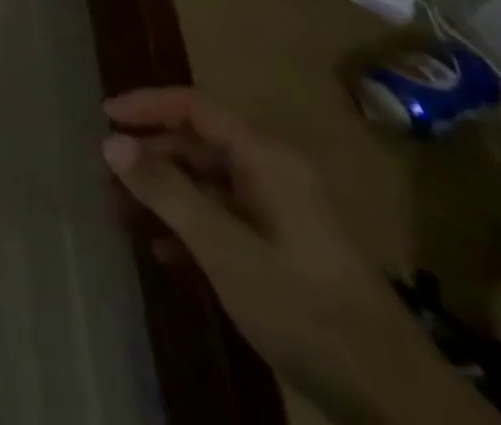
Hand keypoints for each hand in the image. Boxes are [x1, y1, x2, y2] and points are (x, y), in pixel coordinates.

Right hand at [103, 89, 498, 424]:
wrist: (397, 404)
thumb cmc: (305, 309)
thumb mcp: (226, 250)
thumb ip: (167, 191)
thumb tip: (110, 141)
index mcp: (266, 158)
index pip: (194, 106)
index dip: (146, 105)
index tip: (103, 118)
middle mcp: (273, 172)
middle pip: (197, 143)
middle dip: (149, 155)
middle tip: (106, 178)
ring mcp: (280, 212)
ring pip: (206, 182)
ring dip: (163, 192)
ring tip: (123, 214)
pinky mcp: (283, 250)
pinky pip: (223, 216)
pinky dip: (189, 225)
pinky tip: (165, 253)